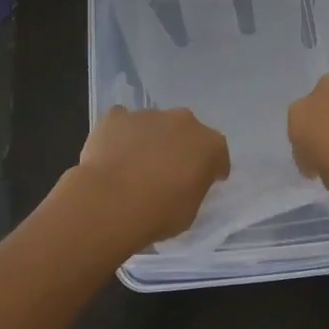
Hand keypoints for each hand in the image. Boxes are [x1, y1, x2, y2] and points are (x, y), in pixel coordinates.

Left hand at [73, 106, 230, 247]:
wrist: (111, 202)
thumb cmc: (158, 213)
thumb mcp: (190, 211)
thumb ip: (193, 189)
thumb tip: (183, 183)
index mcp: (209, 145)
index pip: (217, 155)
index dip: (210, 169)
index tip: (203, 182)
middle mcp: (184, 122)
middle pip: (186, 132)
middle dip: (180, 147)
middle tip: (167, 172)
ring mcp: (149, 115)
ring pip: (154, 125)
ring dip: (150, 140)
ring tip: (134, 166)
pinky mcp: (117, 116)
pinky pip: (122, 122)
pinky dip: (120, 134)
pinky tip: (112, 154)